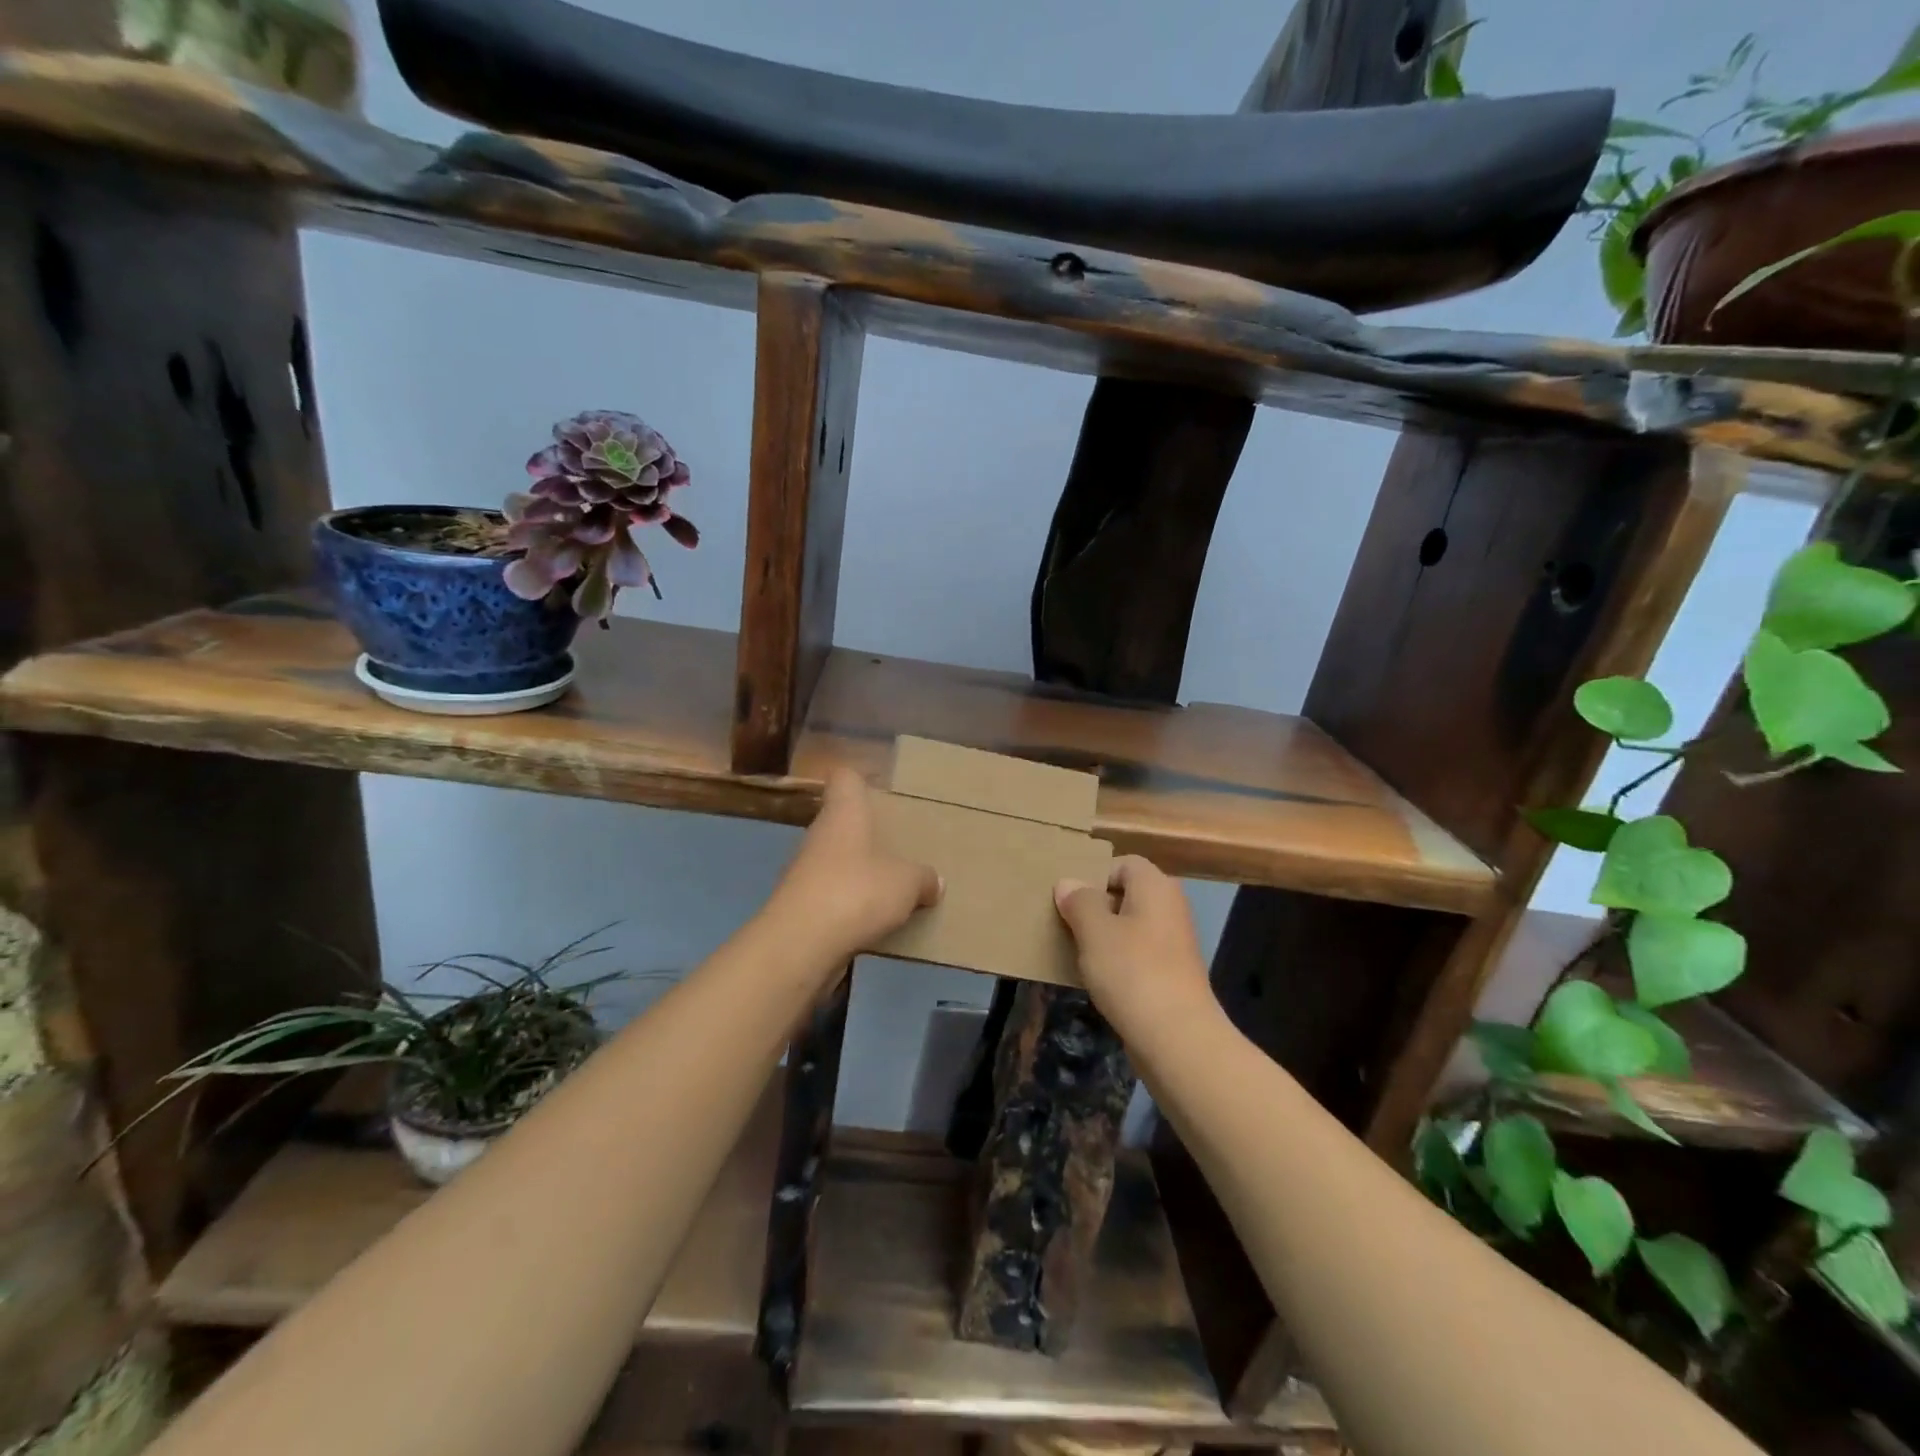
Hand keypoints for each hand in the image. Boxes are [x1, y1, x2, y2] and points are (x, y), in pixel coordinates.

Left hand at [763, 769, 941, 966]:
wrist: (800, 944)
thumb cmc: (856, 892)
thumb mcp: (907, 883)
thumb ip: (923, 878)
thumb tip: (935, 881)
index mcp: (844, 813)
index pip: (844, 778)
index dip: (860, 779)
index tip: (880, 790)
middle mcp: (819, 834)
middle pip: (841, 821)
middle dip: (867, 832)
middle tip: (898, 845)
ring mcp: (804, 870)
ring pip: (836, 859)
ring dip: (858, 871)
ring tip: (891, 886)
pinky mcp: (799, 904)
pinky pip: (830, 893)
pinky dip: (848, 902)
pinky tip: (872, 919)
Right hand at [1054, 856, 1218, 1047]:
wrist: (1176, 1037)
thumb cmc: (1132, 971)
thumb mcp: (1094, 931)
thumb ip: (1079, 902)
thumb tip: (1068, 883)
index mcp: (1156, 886)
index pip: (1123, 863)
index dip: (1094, 876)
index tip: (1070, 900)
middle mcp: (1170, 907)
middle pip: (1127, 894)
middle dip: (1096, 907)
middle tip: (1066, 923)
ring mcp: (1174, 942)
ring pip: (1130, 926)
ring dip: (1104, 936)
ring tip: (1077, 952)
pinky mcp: (1172, 973)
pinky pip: (1138, 954)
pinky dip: (1118, 961)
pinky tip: (1098, 979)